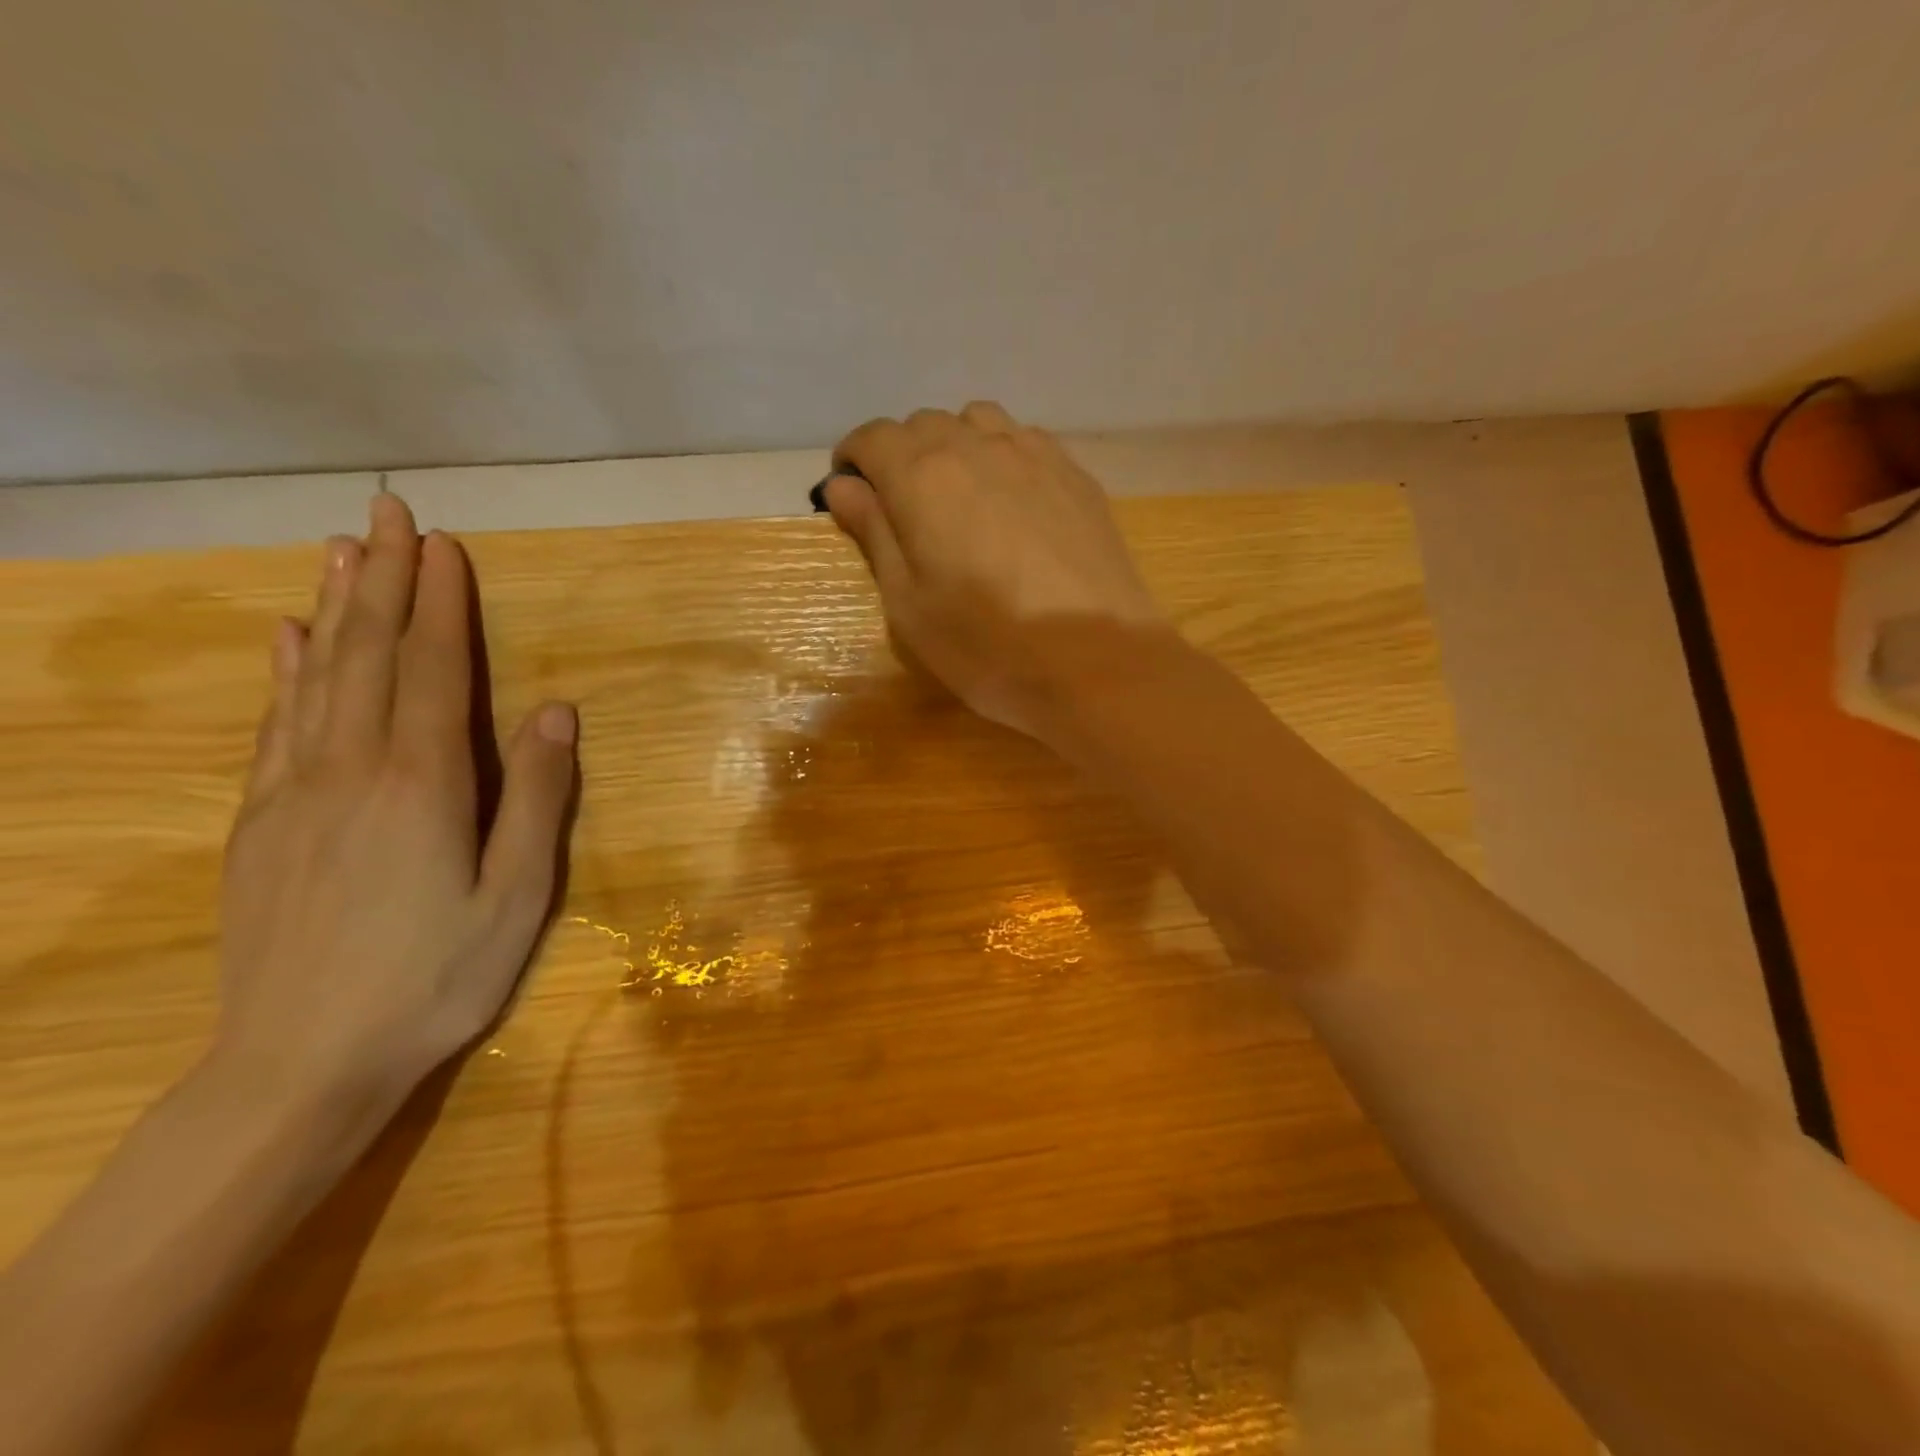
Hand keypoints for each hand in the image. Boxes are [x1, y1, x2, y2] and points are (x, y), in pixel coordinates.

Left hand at [214, 494, 576, 1142]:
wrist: (299, 1064)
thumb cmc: (434, 979)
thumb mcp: (516, 897)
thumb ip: (537, 799)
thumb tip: (557, 712)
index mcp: (422, 785)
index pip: (434, 671)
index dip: (441, 604)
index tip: (444, 544)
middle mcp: (351, 769)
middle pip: (369, 656)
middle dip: (384, 580)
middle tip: (386, 513)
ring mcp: (295, 793)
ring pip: (315, 678)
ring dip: (334, 609)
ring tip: (341, 552)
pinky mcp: (261, 823)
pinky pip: (275, 726)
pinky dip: (283, 672)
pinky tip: (286, 639)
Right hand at [821, 402, 1165, 741]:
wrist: (1097, 663)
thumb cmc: (988, 646)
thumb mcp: (909, 606)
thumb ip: (874, 535)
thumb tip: (843, 485)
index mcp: (923, 477)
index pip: (873, 438)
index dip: (853, 460)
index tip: (851, 492)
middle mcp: (977, 447)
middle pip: (923, 425)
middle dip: (900, 456)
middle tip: (902, 508)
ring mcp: (1034, 455)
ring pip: (977, 422)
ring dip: (953, 446)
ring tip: (957, 496)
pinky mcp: (1075, 474)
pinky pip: (1024, 440)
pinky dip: (1001, 455)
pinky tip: (1010, 500)